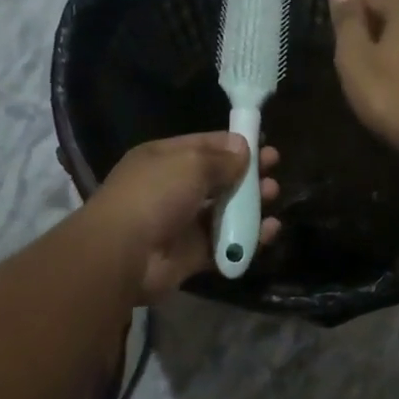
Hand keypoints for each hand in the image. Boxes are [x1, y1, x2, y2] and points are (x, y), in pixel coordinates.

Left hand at [87, 132, 280, 302]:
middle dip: (247, 174)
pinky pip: (226, 243)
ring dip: (250, 204)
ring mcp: (182, 223)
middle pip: (218, 179)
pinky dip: (248, 238)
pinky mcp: (192, 255)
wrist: (124, 253)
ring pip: (224, 211)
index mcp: (164, 159)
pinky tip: (270, 229)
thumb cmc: (155, 195)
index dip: (235, 144)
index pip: (205, 146)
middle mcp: (172, 189)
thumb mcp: (190, 164)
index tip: (264, 145)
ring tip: (273, 196)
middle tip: (273, 171)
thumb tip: (243, 148)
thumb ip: (221, 158)